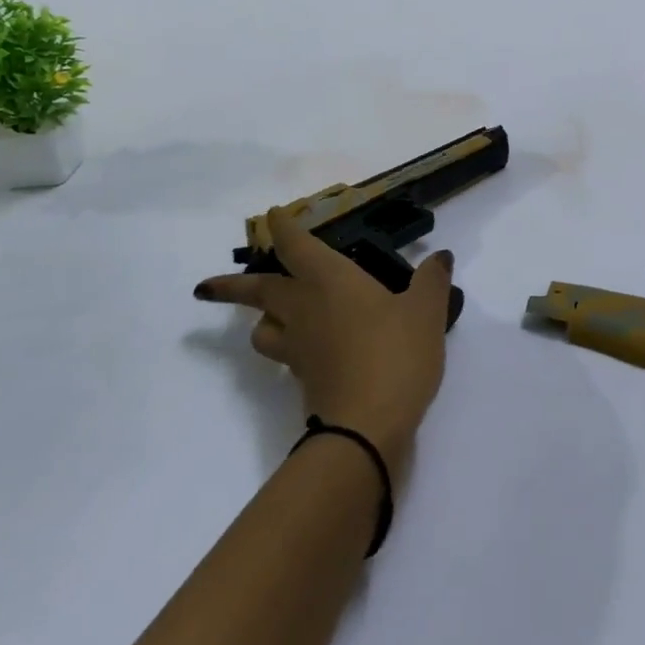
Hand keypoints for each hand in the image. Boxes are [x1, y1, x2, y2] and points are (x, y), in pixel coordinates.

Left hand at [195, 208, 451, 472]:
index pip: (296, 246)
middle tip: (204, 287)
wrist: (366, 429)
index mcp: (329, 280)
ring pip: (262, 330)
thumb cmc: (394, 354)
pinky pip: (285, 355)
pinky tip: (309, 350)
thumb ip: (432, 280)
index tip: (271, 216)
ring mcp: (298, 349)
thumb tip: (440, 257)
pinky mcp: (302, 381)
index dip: (283, 228)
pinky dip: (289, 347)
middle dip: (232, 286)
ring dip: (260, 320)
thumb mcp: (426, 311)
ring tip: (271, 319)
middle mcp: (304, 308)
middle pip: (259, 291)